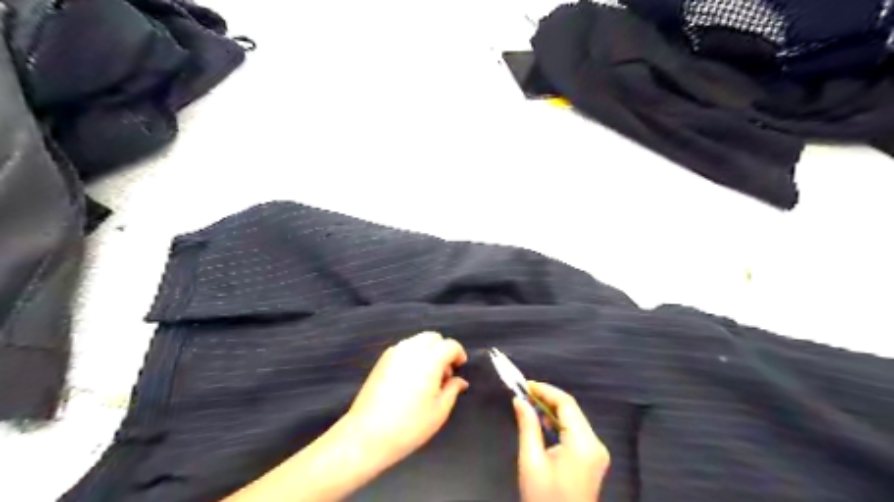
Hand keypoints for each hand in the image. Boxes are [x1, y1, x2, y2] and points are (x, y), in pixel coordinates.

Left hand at [344, 333, 469, 465]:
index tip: (460, 368)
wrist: (367, 435)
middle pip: (433, 337)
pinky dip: (413, 355)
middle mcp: (412, 349)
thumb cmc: (409, 425)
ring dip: (428, 351)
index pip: (450, 345)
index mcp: (430, 359)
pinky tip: (411, 378)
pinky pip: (404, 348)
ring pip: (417, 340)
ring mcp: (394, 352)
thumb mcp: (439, 411)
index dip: (459, 354)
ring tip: (427, 376)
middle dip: (443, 349)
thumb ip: (452, 389)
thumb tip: (460, 380)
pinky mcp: (382, 360)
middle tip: (444, 373)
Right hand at [514, 383, 611, 500]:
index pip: (566, 404)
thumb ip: (528, 426)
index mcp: (583, 443)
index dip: (545, 390)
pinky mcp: (593, 459)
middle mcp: (595, 444)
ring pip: (574, 419)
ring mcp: (597, 453)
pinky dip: (559, 423)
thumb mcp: (531, 461)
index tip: (525, 385)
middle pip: (572, 410)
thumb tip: (520, 400)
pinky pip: (576, 432)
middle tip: (524, 393)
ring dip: (553, 410)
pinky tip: (543, 422)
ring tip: (530, 404)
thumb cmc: (544, 497)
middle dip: (548, 398)